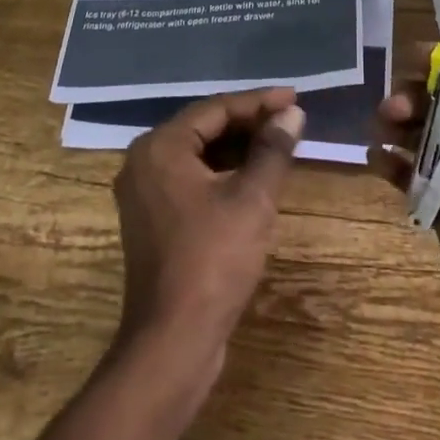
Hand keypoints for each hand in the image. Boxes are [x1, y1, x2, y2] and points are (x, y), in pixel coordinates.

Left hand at [110, 87, 305, 410]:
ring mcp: (145, 193)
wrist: (172, 341)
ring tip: (279, 144)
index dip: (259, 102)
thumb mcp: (251, 200)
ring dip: (238, 149)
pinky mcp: (153, 220)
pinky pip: (191, 180)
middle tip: (291, 120)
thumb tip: (292, 113)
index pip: (215, 108)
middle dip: (249, 123)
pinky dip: (223, 174)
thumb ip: (272, 150)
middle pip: (204, 128)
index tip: (295, 98)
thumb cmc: (213, 260)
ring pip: (198, 155)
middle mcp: (144, 162)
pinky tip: (254, 178)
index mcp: (160, 147)